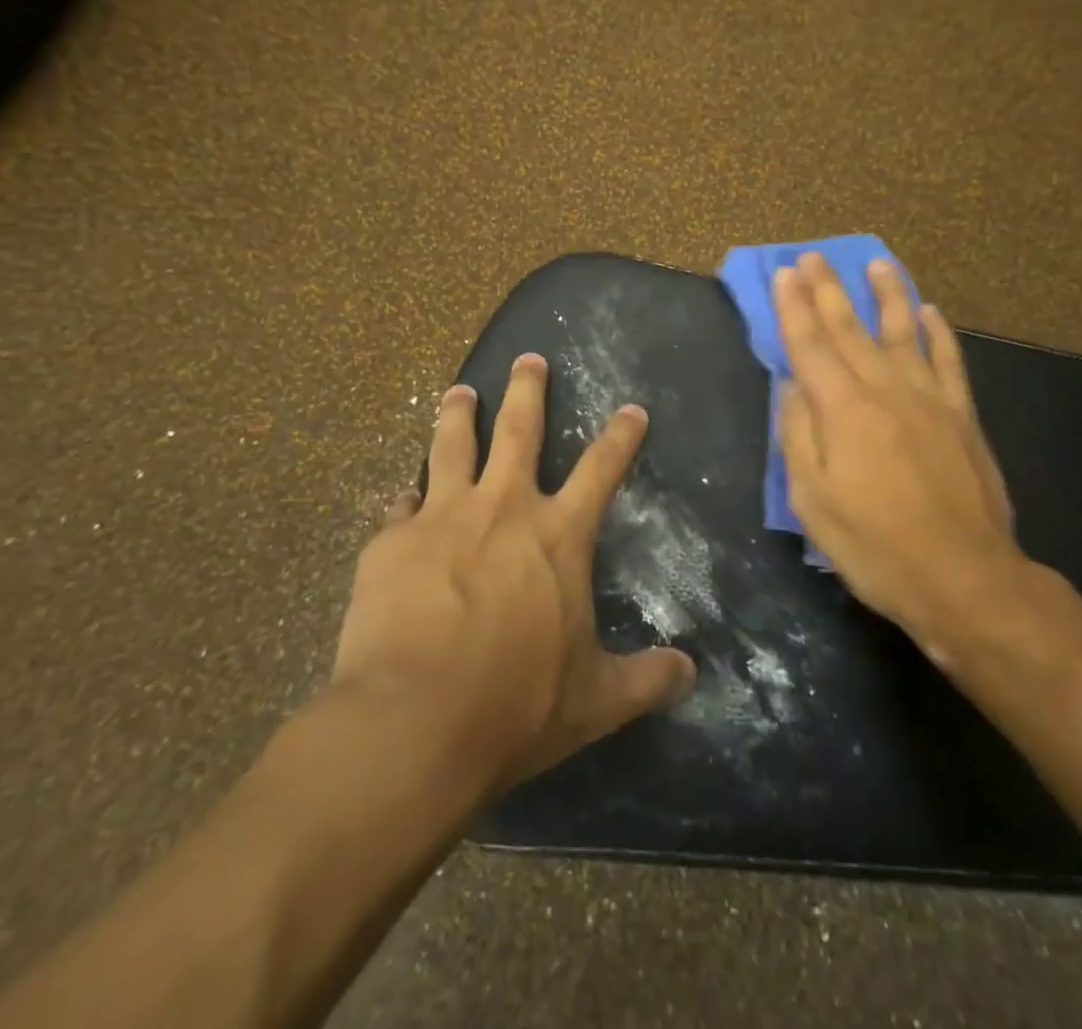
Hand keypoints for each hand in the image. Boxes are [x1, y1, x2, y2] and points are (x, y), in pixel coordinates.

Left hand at [326, 353, 695, 792]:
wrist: (414, 722)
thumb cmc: (516, 704)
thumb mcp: (595, 700)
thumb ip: (646, 678)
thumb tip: (691, 672)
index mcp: (558, 534)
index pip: (601, 469)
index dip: (621, 437)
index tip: (632, 409)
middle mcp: (503, 507)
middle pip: (520, 429)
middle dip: (527, 388)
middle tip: (528, 358)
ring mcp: (442, 516)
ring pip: (452, 444)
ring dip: (458, 413)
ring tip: (458, 392)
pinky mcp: (390, 541)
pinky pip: (401, 504)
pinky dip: (407, 497)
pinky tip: (403, 496)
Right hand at [774, 252, 1030, 668]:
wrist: (964, 578)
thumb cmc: (874, 545)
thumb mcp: (812, 500)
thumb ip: (798, 435)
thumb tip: (791, 385)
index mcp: (842, 410)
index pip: (810, 345)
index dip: (793, 308)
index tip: (783, 274)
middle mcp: (885, 390)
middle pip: (850, 329)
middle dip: (828, 290)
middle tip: (813, 256)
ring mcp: (930, 399)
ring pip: (903, 332)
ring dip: (887, 295)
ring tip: (877, 263)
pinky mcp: (963, 416)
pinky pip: (949, 362)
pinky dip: (938, 333)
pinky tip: (930, 312)